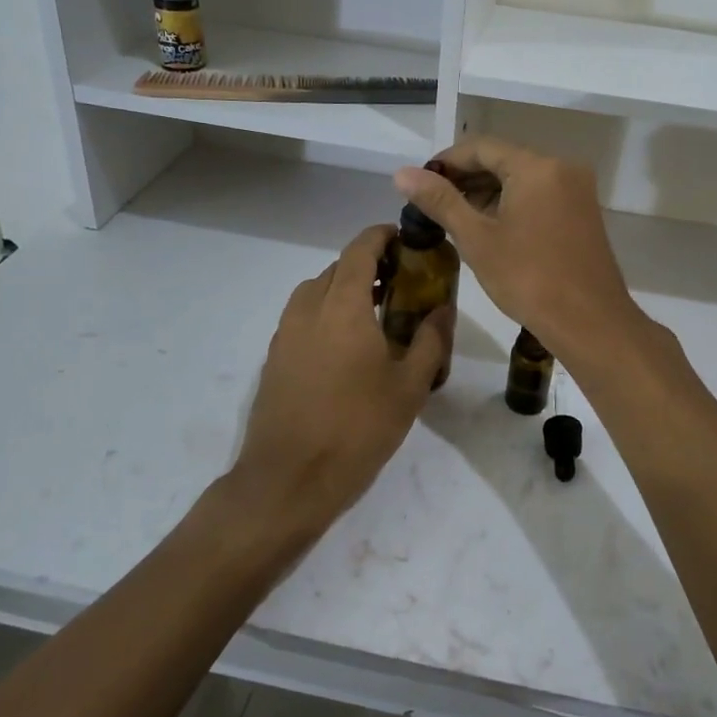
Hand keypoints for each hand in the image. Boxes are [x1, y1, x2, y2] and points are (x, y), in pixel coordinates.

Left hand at [228, 225, 452, 534]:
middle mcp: (308, 309)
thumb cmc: (357, 429)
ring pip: (315, 292)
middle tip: (399, 280)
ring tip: (374, 311)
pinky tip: (346, 345)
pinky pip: (302, 317)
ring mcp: (285, 334)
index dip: (380, 236)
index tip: (404, 239)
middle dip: (367, 264)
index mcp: (343, 307)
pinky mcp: (274, 358)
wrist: (288, 480)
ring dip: (343, 288)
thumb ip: (429, 341)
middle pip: (336, 268)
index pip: (359, 250)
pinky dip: (325, 312)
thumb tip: (443, 309)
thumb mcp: (409, 387)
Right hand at [394, 137, 642, 362]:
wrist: (589, 322)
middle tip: (432, 204)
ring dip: (487, 192)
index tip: (419, 182)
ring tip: (455, 218)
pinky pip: (540, 195)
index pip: (482, 147)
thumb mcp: (477, 238)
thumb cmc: (529, 278)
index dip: (446, 161)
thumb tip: (403, 173)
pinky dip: (512, 203)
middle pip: (504, 159)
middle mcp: (562, 168)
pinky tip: (489, 227)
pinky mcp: (582, 213)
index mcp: (537, 167)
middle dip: (466, 178)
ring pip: (522, 178)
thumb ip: (440, 201)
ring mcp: (577, 190)